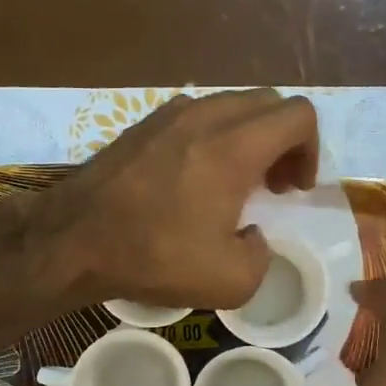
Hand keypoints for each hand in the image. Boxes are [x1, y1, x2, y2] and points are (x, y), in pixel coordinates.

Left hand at [51, 89, 319, 308]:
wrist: (74, 239)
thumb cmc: (154, 256)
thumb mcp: (230, 281)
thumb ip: (262, 256)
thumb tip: (253, 236)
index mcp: (234, 146)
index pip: (299, 116)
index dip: (311, 151)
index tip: (294, 190)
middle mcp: (206, 116)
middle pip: (268, 103)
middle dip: (285, 141)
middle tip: (275, 185)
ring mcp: (170, 114)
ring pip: (232, 105)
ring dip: (250, 136)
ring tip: (237, 181)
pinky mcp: (143, 123)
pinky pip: (198, 114)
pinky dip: (216, 135)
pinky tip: (197, 176)